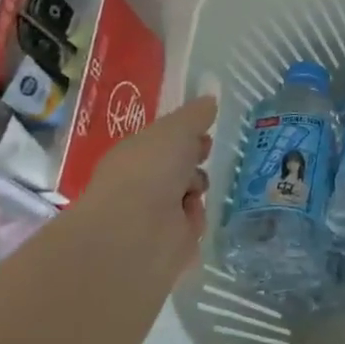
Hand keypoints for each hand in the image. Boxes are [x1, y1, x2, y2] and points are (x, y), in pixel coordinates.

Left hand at [70, 94, 215, 285]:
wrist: (137, 231)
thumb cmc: (150, 171)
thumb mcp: (176, 130)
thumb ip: (195, 115)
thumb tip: (210, 100)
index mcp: (135, 154)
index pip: (163, 142)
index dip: (185, 137)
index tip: (205, 134)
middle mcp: (141, 183)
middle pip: (178, 168)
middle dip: (195, 163)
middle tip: (207, 156)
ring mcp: (153, 214)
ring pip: (189, 195)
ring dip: (197, 190)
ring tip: (193, 191)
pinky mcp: (168, 242)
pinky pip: (192, 224)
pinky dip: (196, 220)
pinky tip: (190, 219)